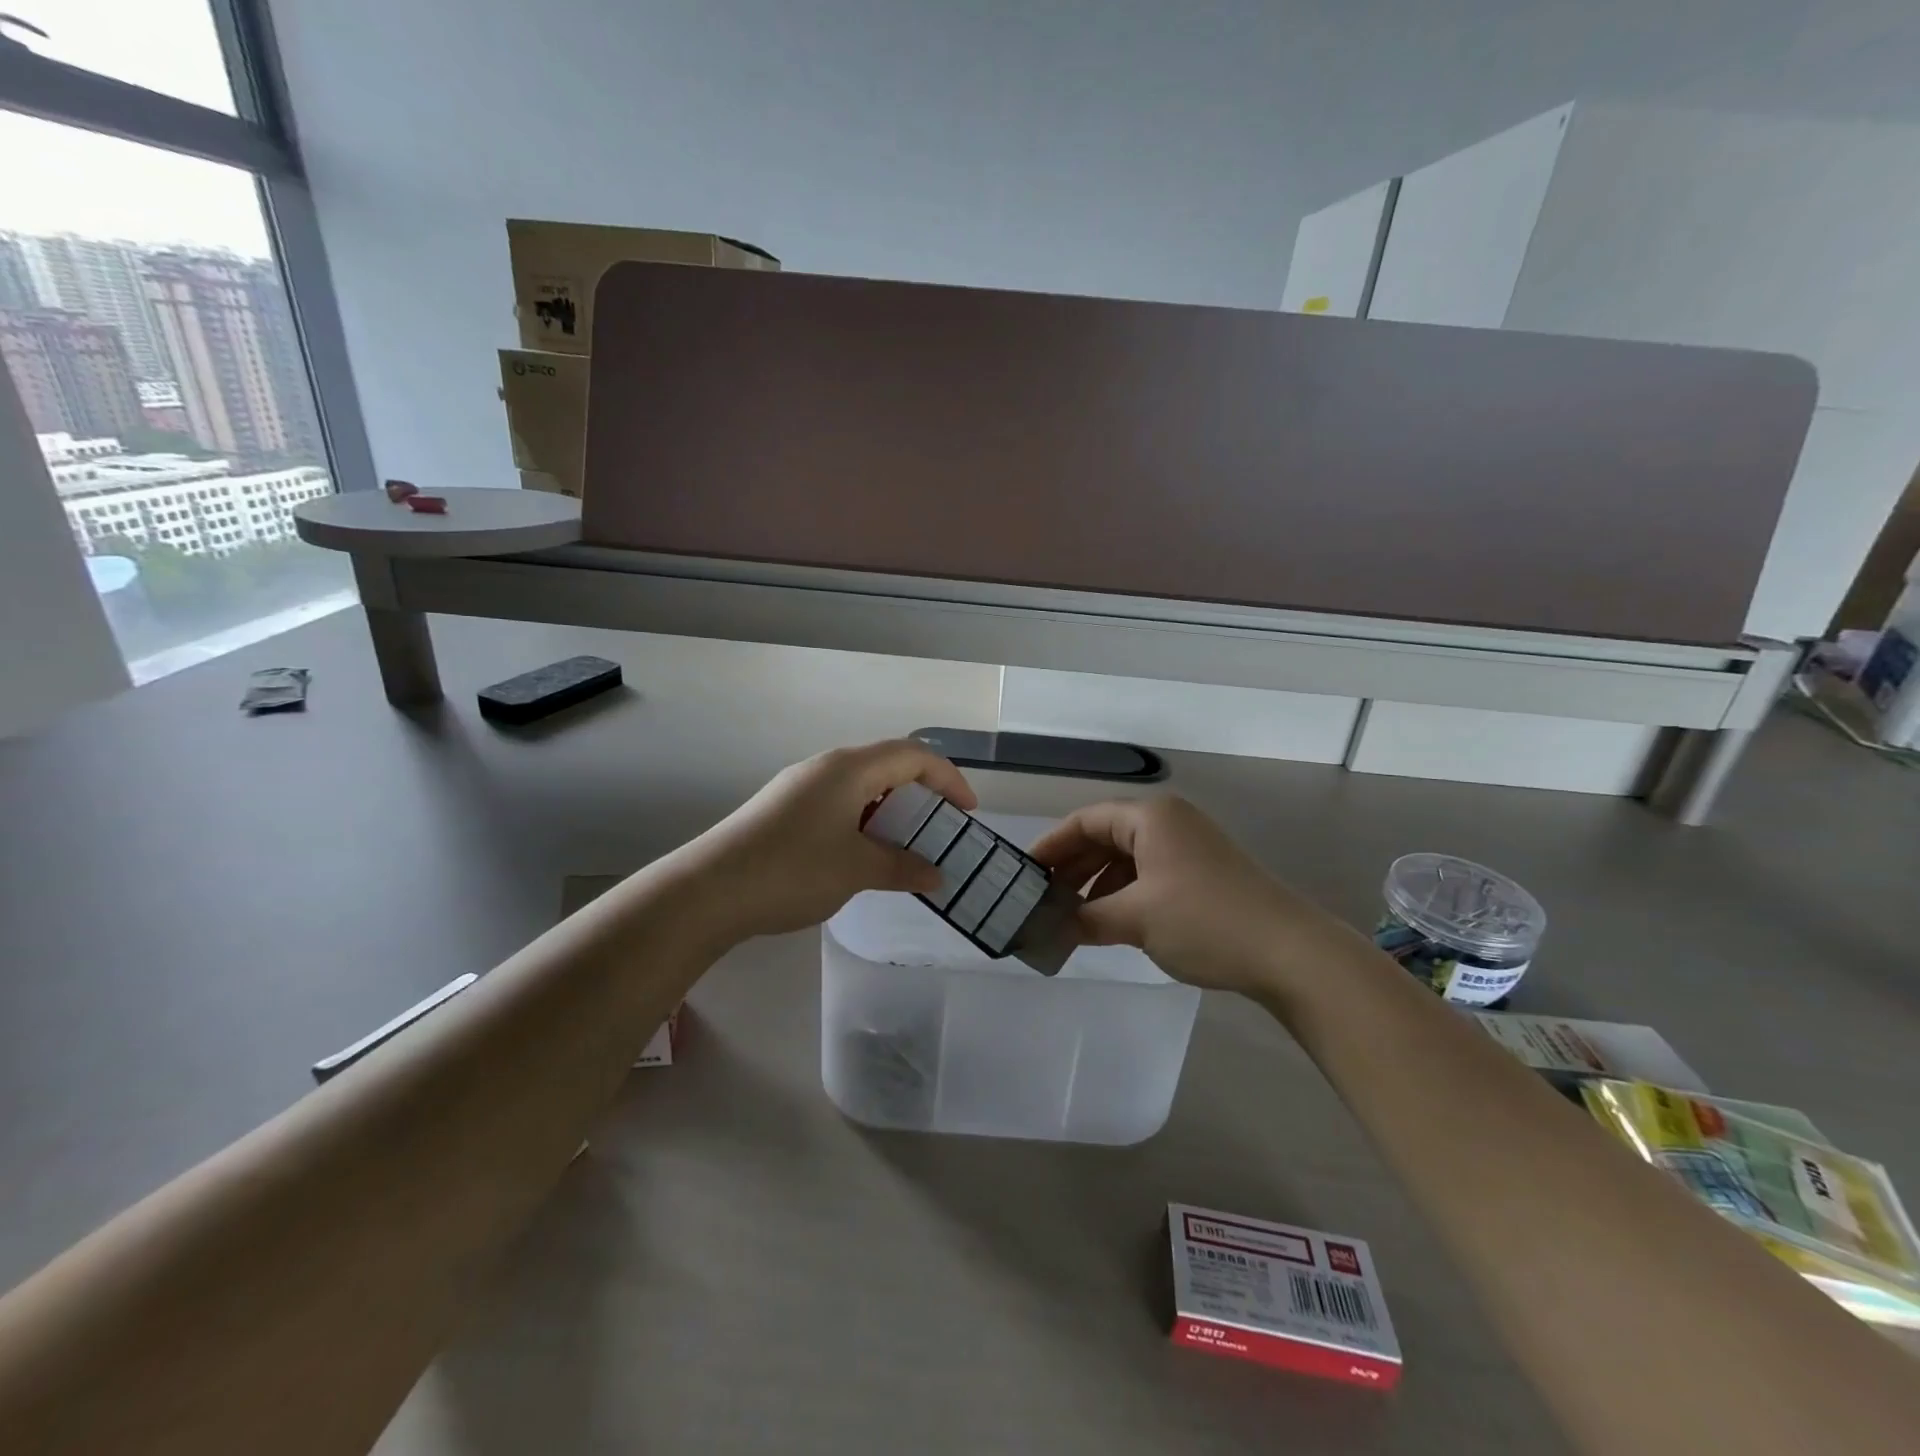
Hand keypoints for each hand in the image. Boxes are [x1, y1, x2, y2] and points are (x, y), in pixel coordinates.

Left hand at [690, 740, 977, 939]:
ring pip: (861, 786)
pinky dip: (863, 821)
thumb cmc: (792, 870)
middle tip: (940, 829)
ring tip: (905, 845)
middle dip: (921, 794)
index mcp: (849, 768)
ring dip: (890, 811)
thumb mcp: (857, 870)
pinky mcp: (782, 810)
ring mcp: (800, 787)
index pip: (913, 755)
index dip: (948, 779)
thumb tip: (935, 875)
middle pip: (887, 765)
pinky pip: (838, 804)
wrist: (707, 891)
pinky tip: (861, 855)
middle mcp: (826, 767)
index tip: (968, 812)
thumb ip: (902, 867)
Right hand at [1029, 796, 1355, 995]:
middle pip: (1105, 836)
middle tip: (1042, 899)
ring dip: (1096, 884)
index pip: (1085, 820)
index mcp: (1150, 817)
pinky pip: (1149, 874)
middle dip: (1072, 868)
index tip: (1023, 875)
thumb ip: (1085, 918)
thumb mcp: (1136, 919)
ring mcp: (1189, 847)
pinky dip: (1124, 894)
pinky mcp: (1203, 873)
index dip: (1051, 846)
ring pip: (1126, 858)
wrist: (1290, 953)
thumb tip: (1050, 928)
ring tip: (1071, 917)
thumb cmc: (1204, 921)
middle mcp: (1168, 822)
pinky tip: (1111, 922)